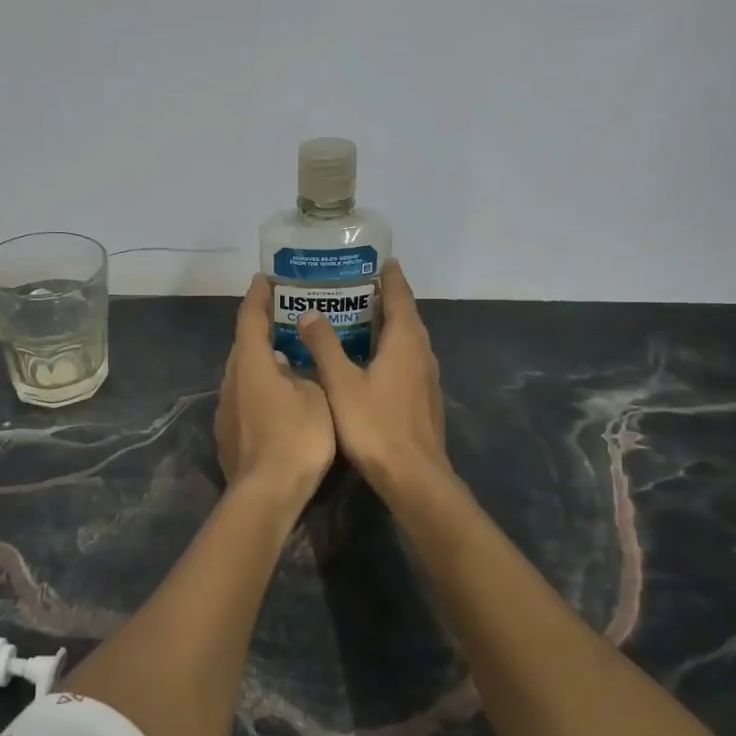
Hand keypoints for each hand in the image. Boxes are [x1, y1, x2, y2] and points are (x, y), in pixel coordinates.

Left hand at [216, 275, 336, 499]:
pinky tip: (277, 398)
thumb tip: (290, 363)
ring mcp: (225, 408)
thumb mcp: (316, 397)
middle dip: (260, 328)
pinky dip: (258, 389)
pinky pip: (242, 398)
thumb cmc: (297, 438)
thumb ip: (303, 372)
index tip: (264, 279)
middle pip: (243, 345)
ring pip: (242, 374)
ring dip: (260, 361)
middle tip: (285, 317)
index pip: (250, 318)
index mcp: (251, 363)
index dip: (258, 296)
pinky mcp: (226, 433)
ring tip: (285, 357)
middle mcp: (231, 380)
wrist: (267, 493)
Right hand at [297, 260, 449, 495]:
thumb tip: (310, 313)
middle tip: (351, 286)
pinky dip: (388, 347)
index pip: (400, 295)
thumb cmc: (375, 425)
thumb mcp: (341, 383)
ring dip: (386, 324)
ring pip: (406, 338)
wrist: (414, 476)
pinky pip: (406, 358)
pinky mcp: (423, 396)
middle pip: (405, 314)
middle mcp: (421, 351)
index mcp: (405, 341)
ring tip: (355, 317)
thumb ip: (325, 346)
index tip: (375, 259)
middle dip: (383, 297)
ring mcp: (426, 376)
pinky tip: (366, 358)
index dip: (389, 275)